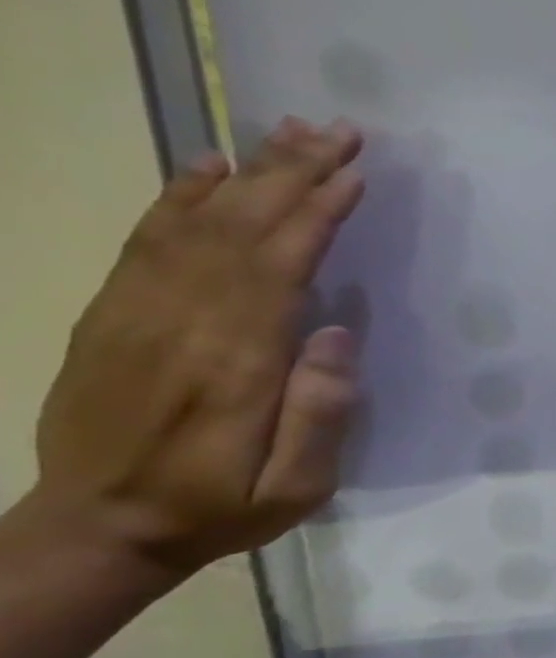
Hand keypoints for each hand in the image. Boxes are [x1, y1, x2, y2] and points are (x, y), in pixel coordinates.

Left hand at [29, 117, 365, 577]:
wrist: (99, 527)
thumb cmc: (219, 507)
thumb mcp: (295, 487)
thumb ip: (319, 414)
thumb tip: (337, 334)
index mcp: (234, 362)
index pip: (279, 266)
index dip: (317, 214)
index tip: (355, 174)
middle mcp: (182, 322)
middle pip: (240, 229)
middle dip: (293, 173)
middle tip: (338, 129)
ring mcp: (138, 312)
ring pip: (196, 222)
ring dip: (248, 172)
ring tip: (290, 131)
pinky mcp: (115, 314)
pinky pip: (147, 239)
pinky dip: (180, 196)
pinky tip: (210, 166)